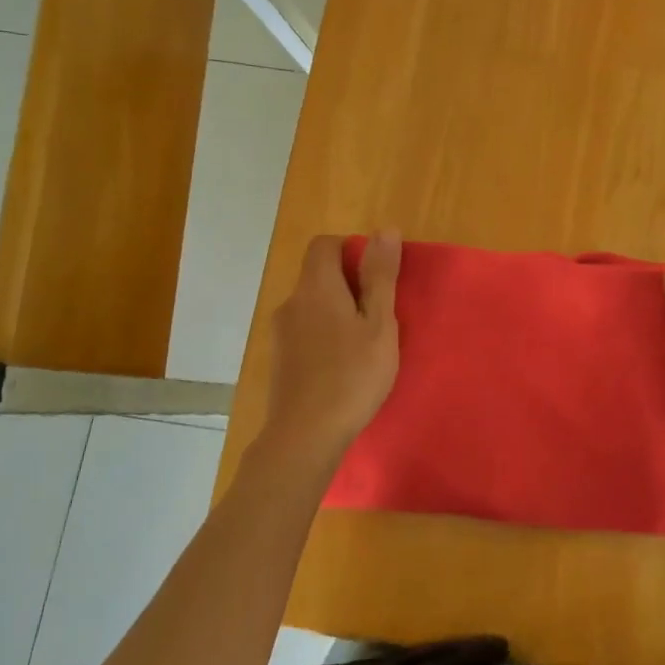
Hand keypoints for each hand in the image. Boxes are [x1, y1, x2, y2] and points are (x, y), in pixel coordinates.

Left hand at [261, 231, 400, 462]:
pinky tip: (343, 365)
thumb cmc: (352, 375)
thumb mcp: (379, 324)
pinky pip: (305, 330)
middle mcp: (292, 302)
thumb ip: (380, 277)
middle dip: (349, 284)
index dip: (352, 249)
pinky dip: (325, 335)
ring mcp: (281, 333)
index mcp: (316, 287)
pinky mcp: (279, 359)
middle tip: (380, 314)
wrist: (305, 435)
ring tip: (365, 343)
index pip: (325, 244)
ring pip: (313, 305)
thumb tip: (384, 229)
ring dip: (338, 312)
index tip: (377, 276)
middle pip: (318, 275)